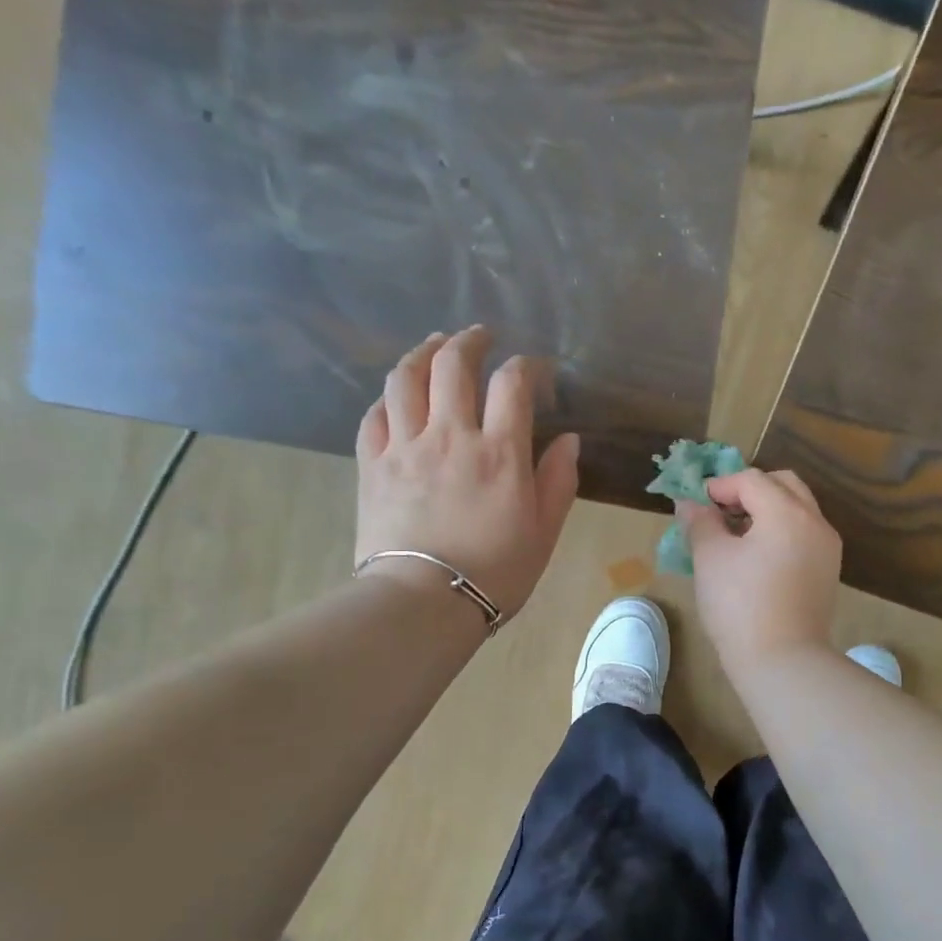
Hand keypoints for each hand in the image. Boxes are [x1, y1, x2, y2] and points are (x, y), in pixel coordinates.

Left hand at [356, 326, 578, 618]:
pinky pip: (375, 415)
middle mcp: (450, 436)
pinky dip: (389, 397)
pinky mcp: (372, 466)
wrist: (424, 602)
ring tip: (434, 347)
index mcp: (499, 453)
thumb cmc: (496, 573)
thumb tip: (569, 440)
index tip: (533, 371)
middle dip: (469, 341)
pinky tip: (398, 397)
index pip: (512, 384)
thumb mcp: (543, 532)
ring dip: (423, 353)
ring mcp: (405, 447)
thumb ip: (558, 481)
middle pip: (453, 365)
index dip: (525, 366)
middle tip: (479, 338)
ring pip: (406, 378)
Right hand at [679, 468, 842, 673]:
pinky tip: (757, 557)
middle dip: (750, 490)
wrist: (782, 660)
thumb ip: (700, 523)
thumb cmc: (739, 605)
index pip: (752, 480)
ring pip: (798, 510)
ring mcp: (827, 548)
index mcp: (787, 512)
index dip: (721, 485)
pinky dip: (781, 532)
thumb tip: (690, 504)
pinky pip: (804, 535)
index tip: (697, 504)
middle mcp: (815, 522)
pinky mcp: (828, 572)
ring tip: (736, 534)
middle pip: (784, 485)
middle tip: (721, 510)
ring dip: (767, 510)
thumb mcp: (710, 559)